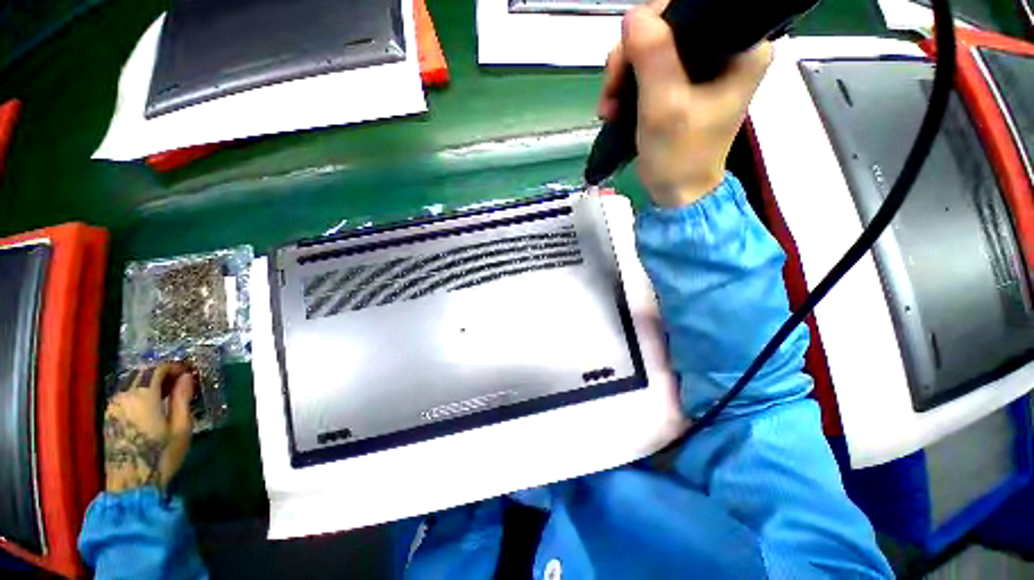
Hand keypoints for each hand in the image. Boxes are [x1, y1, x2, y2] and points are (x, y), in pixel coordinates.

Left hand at [104, 363, 195, 492]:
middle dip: (162, 372)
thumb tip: (187, 377)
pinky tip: (151, 403)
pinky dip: (140, 391)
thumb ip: (182, 398)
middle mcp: (124, 395)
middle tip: (181, 381)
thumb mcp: (181, 426)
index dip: (175, 367)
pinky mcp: (110, 416)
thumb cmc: (162, 454)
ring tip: (168, 391)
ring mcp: (113, 406)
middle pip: (141, 372)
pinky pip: (125, 393)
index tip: (189, 373)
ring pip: (131, 382)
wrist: (132, 483)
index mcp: (143, 395)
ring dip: (150, 381)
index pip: (157, 368)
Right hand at [598, 3, 772, 207]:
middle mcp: (724, 49)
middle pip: (667, 25)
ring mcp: (701, 66)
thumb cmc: (679, 157)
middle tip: (612, 93)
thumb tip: (633, 16)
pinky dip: (626, 84)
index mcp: (740, 48)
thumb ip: (654, 59)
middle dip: (630, 57)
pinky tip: (615, 106)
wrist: (676, 192)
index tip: (627, 61)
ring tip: (610, 107)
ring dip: (622, 75)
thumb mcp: (665, 108)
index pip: (692, 8)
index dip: (653, 25)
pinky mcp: (682, 82)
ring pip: (652, 46)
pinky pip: (648, 66)